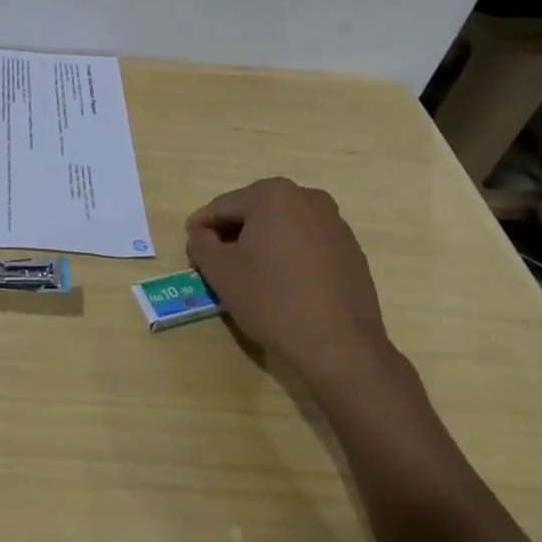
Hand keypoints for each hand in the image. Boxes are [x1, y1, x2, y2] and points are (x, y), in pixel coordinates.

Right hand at [184, 177, 392, 382]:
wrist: (341, 346)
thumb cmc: (272, 301)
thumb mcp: (220, 272)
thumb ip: (200, 242)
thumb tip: (201, 233)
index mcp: (272, 195)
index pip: (221, 207)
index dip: (201, 229)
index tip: (191, 252)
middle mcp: (306, 197)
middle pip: (253, 212)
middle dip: (232, 234)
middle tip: (216, 264)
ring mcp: (333, 221)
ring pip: (280, 226)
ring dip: (259, 243)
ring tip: (248, 275)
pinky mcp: (349, 247)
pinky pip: (305, 241)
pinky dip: (286, 254)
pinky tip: (281, 283)